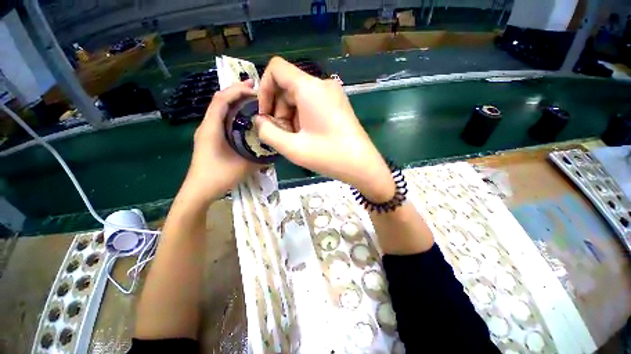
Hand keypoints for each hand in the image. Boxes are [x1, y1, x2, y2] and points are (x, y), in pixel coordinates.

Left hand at [182, 80, 256, 202]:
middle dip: (237, 91)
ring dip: (235, 102)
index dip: (237, 90)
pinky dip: (233, 113)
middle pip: (220, 100)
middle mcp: (206, 125)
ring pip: (220, 109)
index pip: (221, 99)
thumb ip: (261, 155)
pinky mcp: (210, 137)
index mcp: (211, 128)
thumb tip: (274, 146)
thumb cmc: (219, 177)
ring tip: (252, 101)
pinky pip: (221, 119)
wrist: (199, 191)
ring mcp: (207, 131)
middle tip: (256, 89)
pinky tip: (245, 119)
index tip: (255, 89)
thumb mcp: (244, 166)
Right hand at [255, 57, 393, 201]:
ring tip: (296, 140)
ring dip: (290, 117)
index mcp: (310, 88)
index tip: (265, 115)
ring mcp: (333, 94)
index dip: (264, 89)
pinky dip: (303, 118)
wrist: (362, 166)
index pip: (276, 68)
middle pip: (288, 87)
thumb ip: (267, 132)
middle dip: (279, 111)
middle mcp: (323, 85)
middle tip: (283, 136)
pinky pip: (311, 104)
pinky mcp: (337, 105)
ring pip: (299, 98)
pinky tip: (307, 137)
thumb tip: (259, 120)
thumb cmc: (329, 156)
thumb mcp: (292, 148)